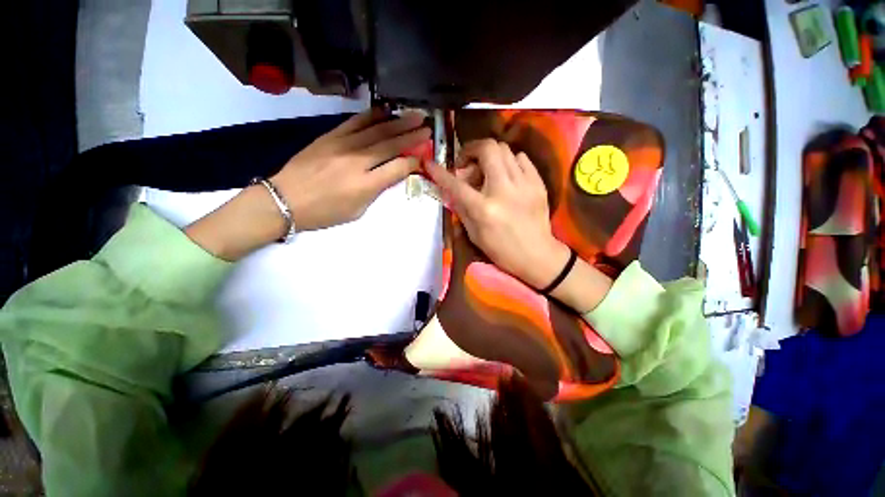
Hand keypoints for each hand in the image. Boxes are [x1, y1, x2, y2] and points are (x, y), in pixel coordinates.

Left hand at [272, 109, 430, 230]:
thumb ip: (376, 191)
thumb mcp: (357, 211)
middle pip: (390, 144)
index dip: (413, 162)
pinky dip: (372, 115)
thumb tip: (390, 174)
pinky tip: (385, 111)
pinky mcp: (330, 136)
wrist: (285, 200)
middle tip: (427, 127)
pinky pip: (355, 122)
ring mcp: (343, 145)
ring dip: (398, 122)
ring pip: (376, 130)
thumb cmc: (324, 212)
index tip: (423, 158)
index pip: (398, 168)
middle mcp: (357, 161)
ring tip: (414, 115)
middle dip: (412, 135)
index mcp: (365, 185)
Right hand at [427, 139, 612, 312]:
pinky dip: (509, 162)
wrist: (537, 255)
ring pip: (505, 149)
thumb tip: (451, 189)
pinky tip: (506, 176)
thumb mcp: (475, 234)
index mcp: (484, 209)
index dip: (440, 172)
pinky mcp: (538, 183)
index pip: (456, 184)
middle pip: (487, 149)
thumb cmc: (502, 250)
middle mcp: (504, 190)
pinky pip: (521, 158)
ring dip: (490, 156)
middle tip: (468, 165)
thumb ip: (462, 208)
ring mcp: (524, 184)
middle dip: (471, 150)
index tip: (430, 163)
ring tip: (487, 172)